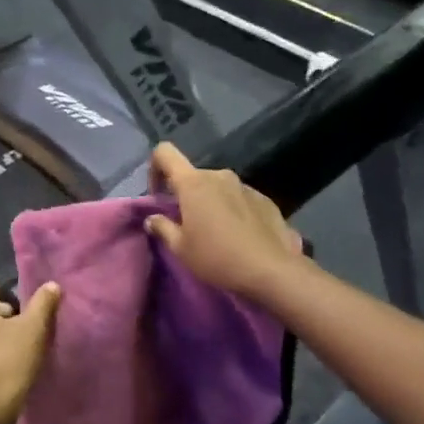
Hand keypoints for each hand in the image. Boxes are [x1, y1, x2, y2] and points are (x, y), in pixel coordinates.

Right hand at [144, 143, 302, 302]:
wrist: (271, 270)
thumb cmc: (217, 257)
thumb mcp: (181, 249)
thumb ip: (163, 228)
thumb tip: (153, 219)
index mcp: (193, 183)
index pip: (165, 153)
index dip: (155, 169)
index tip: (158, 196)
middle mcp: (219, 176)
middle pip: (194, 176)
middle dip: (186, 195)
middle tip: (187, 225)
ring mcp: (245, 186)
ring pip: (218, 188)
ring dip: (211, 203)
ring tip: (216, 233)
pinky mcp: (265, 199)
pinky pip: (239, 198)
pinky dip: (233, 210)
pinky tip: (239, 236)